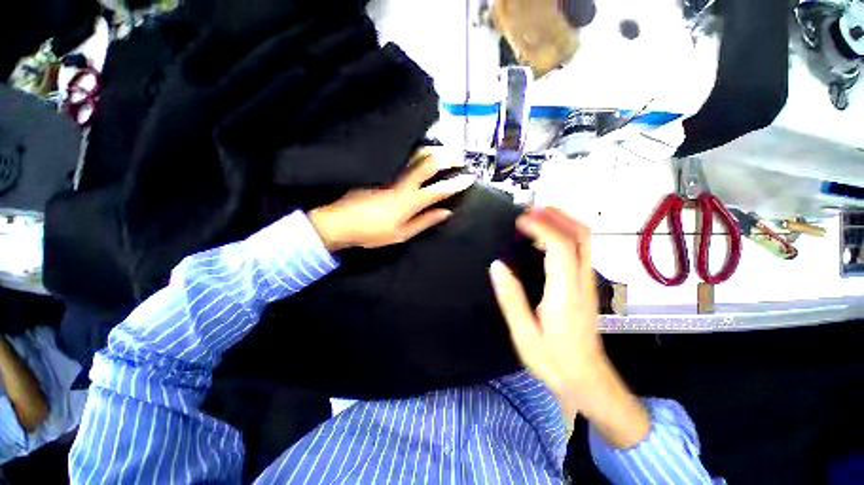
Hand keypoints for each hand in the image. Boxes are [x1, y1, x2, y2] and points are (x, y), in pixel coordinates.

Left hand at [309, 148, 474, 250]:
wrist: (341, 221)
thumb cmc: (373, 232)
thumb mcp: (402, 234)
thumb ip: (425, 221)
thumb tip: (446, 212)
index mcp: (410, 202)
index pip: (439, 190)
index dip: (457, 184)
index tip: (469, 178)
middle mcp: (403, 182)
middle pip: (430, 162)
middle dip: (449, 158)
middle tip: (460, 158)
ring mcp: (391, 173)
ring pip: (416, 153)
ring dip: (435, 150)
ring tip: (446, 151)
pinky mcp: (382, 169)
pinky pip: (403, 155)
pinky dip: (418, 151)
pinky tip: (423, 151)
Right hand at [490, 207, 602, 394]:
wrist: (588, 380)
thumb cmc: (554, 360)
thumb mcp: (524, 333)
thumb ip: (510, 298)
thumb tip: (497, 266)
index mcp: (565, 292)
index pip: (560, 247)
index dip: (542, 227)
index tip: (521, 220)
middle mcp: (582, 281)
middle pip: (581, 236)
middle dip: (557, 216)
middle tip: (532, 209)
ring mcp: (588, 283)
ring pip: (585, 241)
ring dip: (564, 222)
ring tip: (538, 217)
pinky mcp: (587, 286)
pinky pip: (581, 250)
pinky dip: (566, 235)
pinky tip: (547, 239)